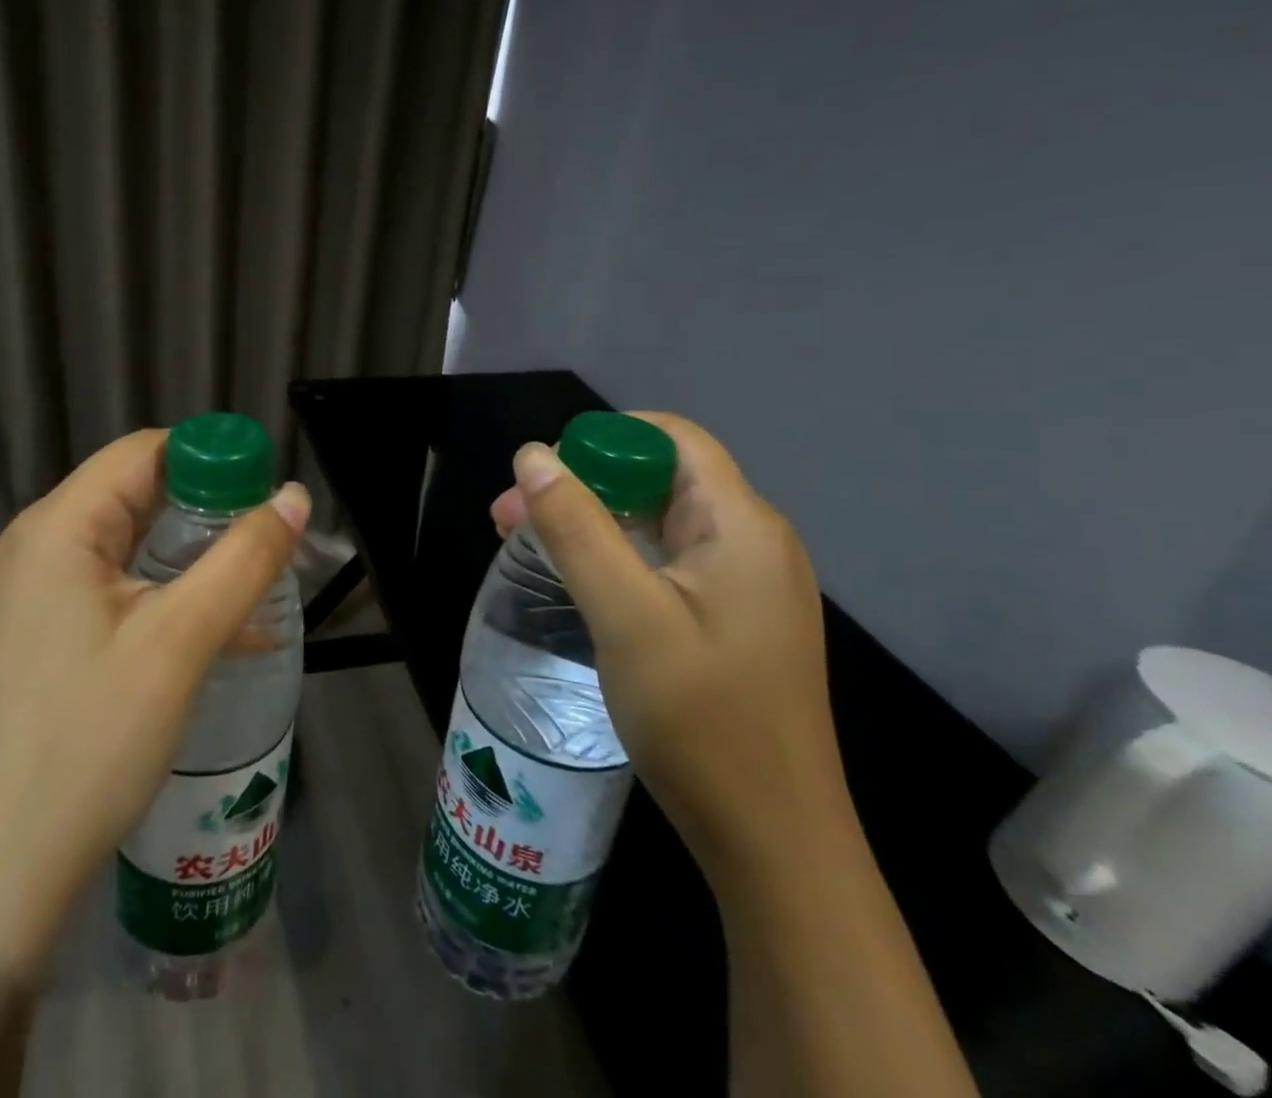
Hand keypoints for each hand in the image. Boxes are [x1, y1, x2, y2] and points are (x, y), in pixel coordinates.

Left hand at [0, 429, 309, 972]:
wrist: (12, 860)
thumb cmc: (94, 737)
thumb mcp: (182, 640)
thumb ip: (244, 559)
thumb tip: (295, 494)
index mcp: (58, 526)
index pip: (143, 452)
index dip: (210, 458)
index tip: (266, 487)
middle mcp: (39, 542)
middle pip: (136, 490)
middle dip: (207, 504)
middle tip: (269, 532)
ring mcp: (37, 586)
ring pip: (130, 537)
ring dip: (193, 547)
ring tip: (254, 568)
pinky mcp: (47, 625)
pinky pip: (117, 580)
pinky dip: (167, 584)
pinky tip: (219, 618)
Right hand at [491, 412, 851, 887]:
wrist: (773, 845)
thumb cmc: (702, 721)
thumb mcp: (626, 615)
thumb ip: (577, 528)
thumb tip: (533, 455)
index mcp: (741, 525)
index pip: (671, 438)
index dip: (603, 439)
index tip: (543, 474)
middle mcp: (751, 541)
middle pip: (658, 478)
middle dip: (581, 485)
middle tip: (510, 518)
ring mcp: (745, 584)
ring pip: (656, 522)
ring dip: (590, 522)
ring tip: (525, 545)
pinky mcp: (731, 619)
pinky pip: (665, 562)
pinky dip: (614, 557)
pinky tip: (574, 580)